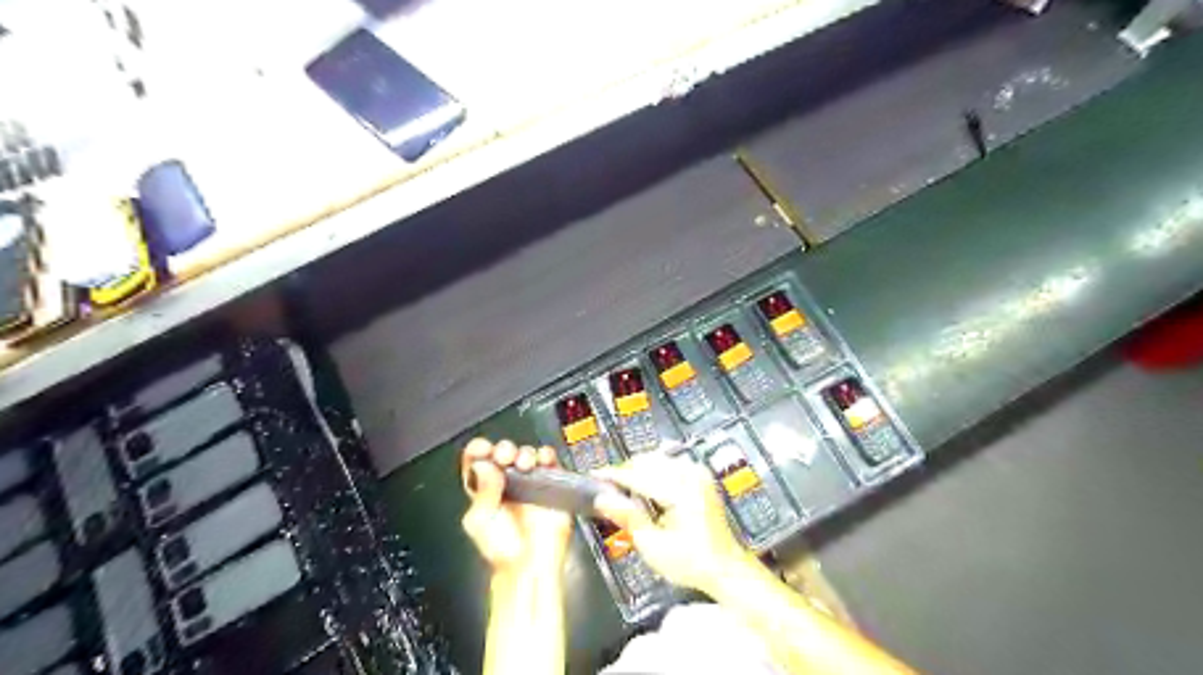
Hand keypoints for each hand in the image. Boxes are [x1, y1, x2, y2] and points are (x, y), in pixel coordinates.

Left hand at [461, 439, 572, 576]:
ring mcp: (529, 481)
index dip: (479, 451)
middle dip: (503, 449)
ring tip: (523, 463)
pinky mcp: (550, 483)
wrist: (530, 565)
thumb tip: (484, 465)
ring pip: (527, 453)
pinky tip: (541, 461)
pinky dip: (546, 456)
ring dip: (524, 452)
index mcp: (484, 488)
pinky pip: (551, 462)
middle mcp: (507, 482)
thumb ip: (481, 491)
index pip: (478, 460)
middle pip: (503, 452)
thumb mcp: (479, 521)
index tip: (483, 450)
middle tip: (504, 456)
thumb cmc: (503, 550)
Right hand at [594, 453, 748, 595]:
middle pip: (647, 461)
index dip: (612, 475)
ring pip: (658, 459)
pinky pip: (671, 463)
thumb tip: (603, 498)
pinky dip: (655, 471)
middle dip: (626, 473)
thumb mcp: (653, 546)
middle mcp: (691, 476)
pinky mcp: (701, 477)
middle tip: (609, 490)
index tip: (595, 476)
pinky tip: (648, 487)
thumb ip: (627, 518)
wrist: (725, 567)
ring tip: (627, 492)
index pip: (638, 474)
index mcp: (681, 491)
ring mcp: (698, 474)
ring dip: (640, 470)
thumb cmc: (693, 562)